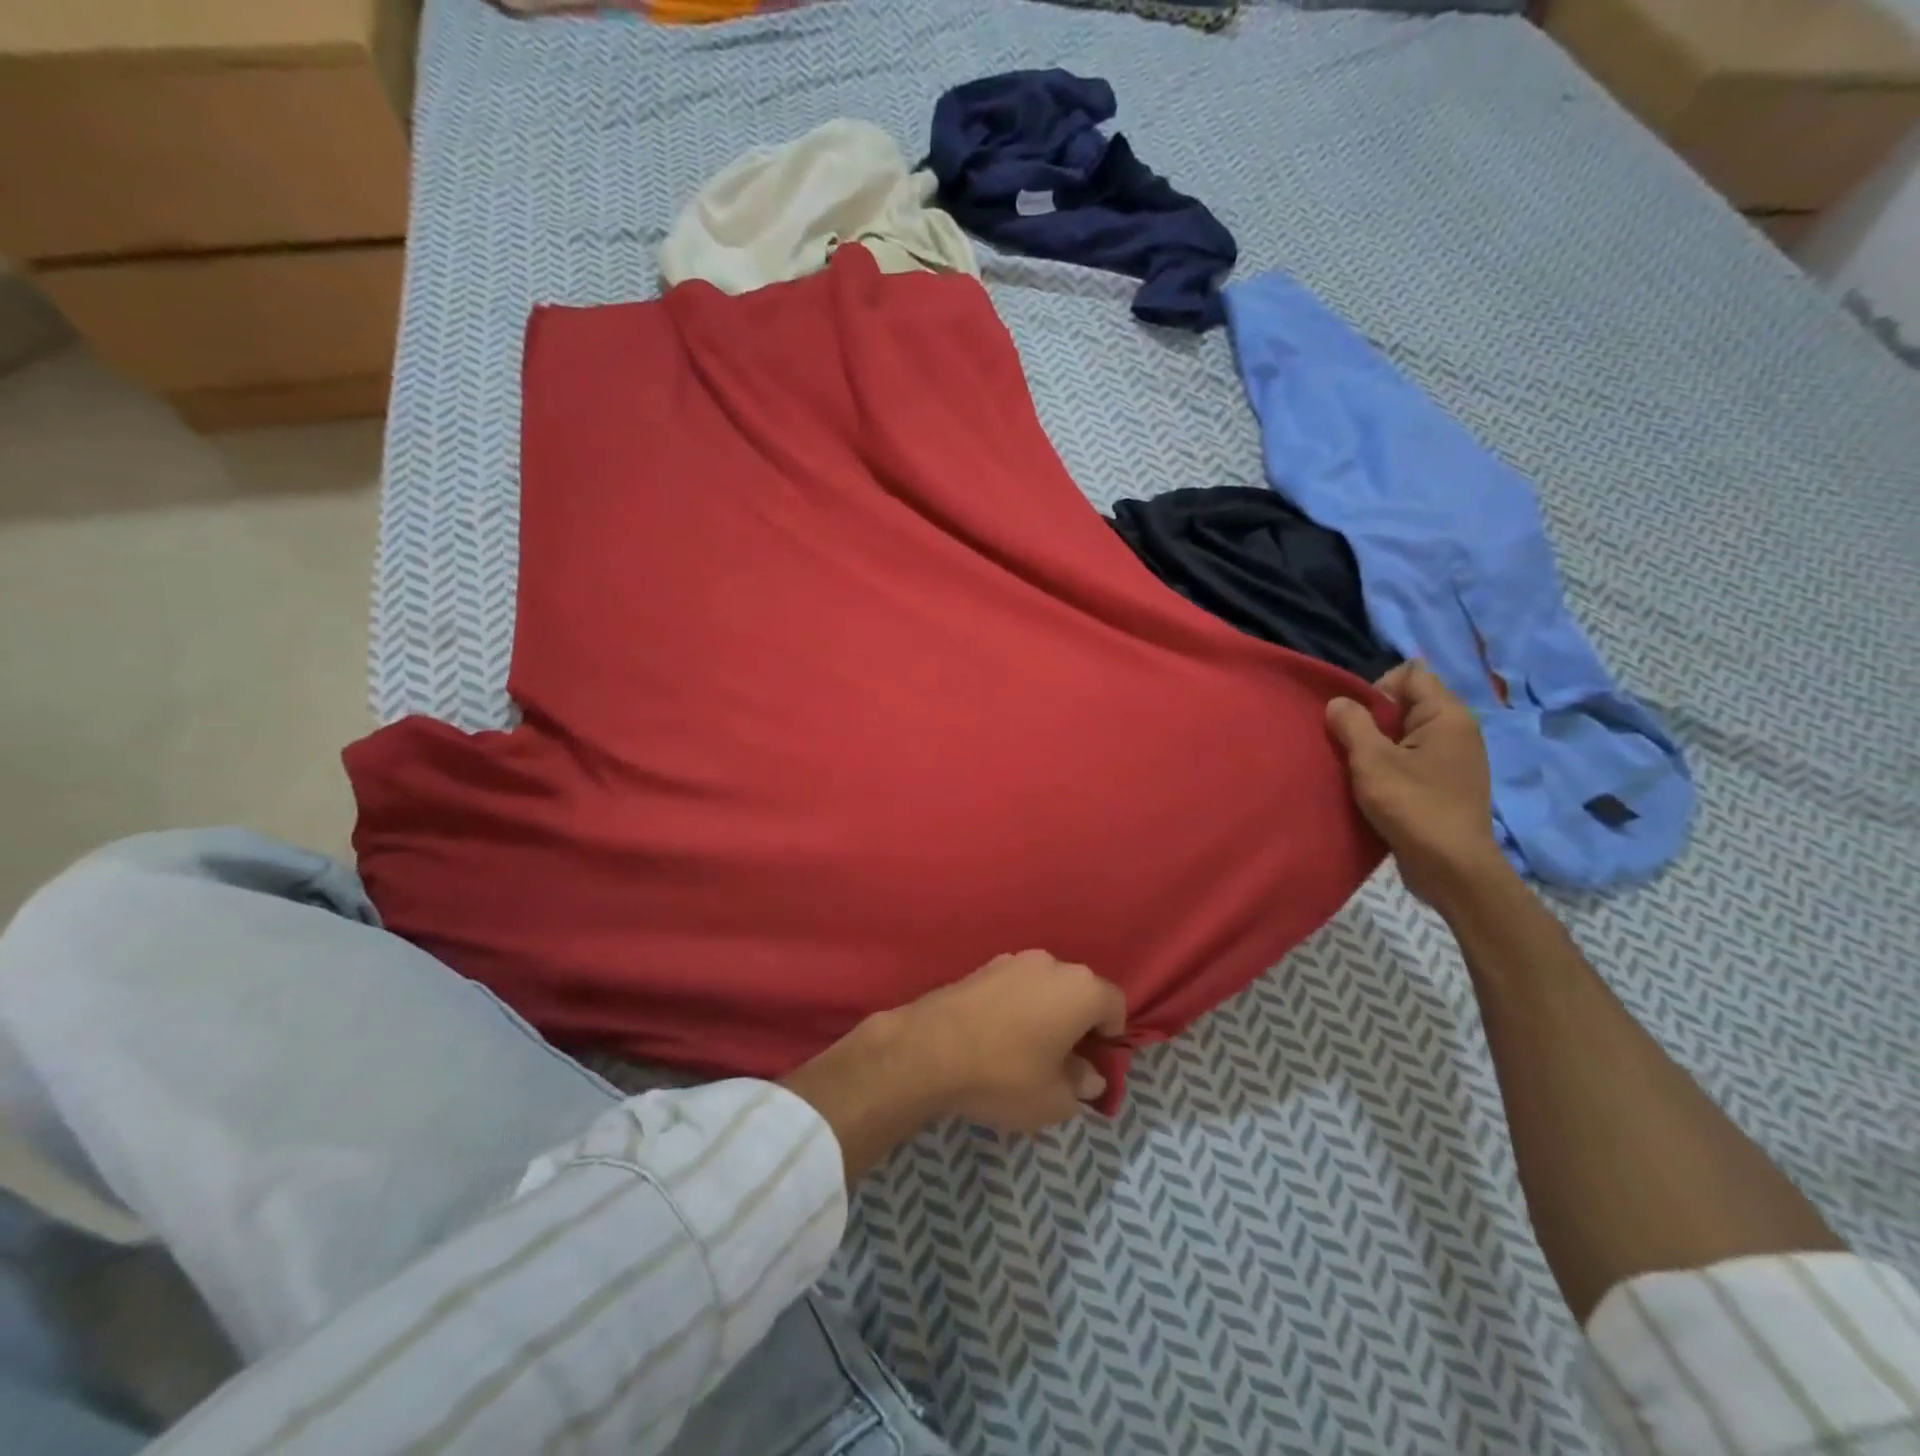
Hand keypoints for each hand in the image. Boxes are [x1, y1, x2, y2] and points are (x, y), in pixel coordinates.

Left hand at [896, 950, 1127, 1132]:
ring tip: (1026, 1050)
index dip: (1110, 1037)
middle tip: (1063, 1062)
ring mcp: (1013, 960)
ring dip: (1045, 1012)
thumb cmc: (1005, 1075)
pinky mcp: (982, 966)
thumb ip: (1081, 1086)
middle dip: (1078, 1023)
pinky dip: (1016, 1007)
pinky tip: (997, 1037)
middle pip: (1079, 992)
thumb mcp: (1054, 1100)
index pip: (1115, 1005)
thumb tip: (1089, 1076)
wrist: (930, 1049)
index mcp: (1081, 988)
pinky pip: (1015, 987)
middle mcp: (1052, 963)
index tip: (1092, 1065)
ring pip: (1045, 987)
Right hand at [1326, 661, 1504, 906]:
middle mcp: (1456, 730)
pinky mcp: (1444, 783)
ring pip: (1404, 733)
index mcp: (1446, 715)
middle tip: (1349, 746)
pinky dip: (1388, 765)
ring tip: (1356, 768)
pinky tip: (1372, 786)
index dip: (1376, 687)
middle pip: (1405, 702)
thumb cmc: (1413, 806)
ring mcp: (1453, 758)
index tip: (1356, 718)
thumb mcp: (1372, 761)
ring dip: (1376, 744)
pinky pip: (1410, 757)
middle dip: (1372, 717)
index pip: (1410, 673)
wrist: (1452, 868)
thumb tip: (1338, 702)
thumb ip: (1352, 723)